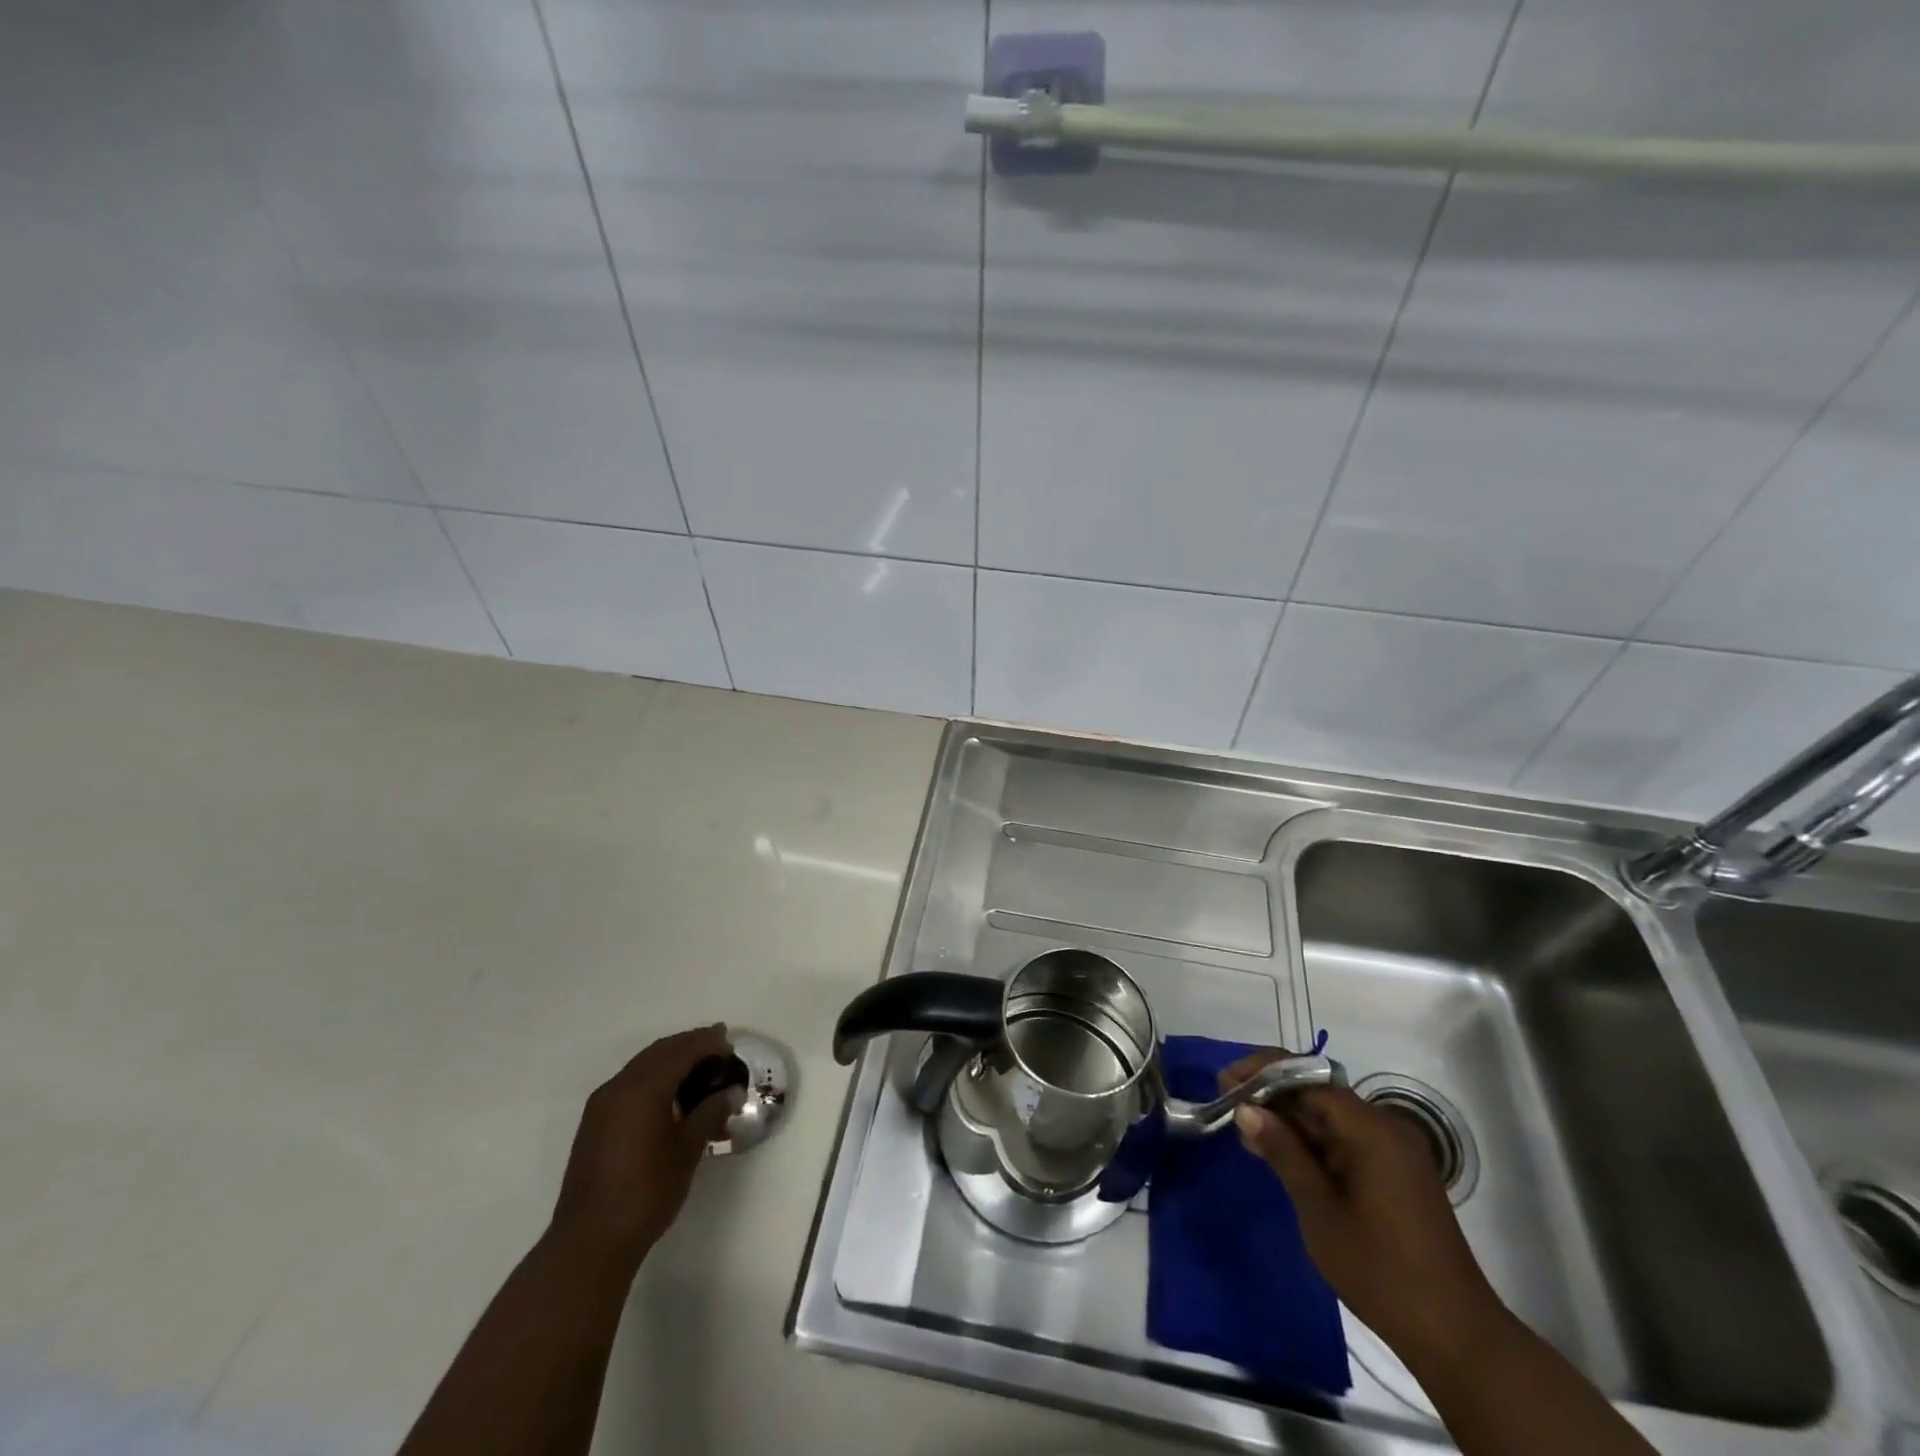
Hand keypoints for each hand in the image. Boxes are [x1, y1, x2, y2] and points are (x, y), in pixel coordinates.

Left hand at [550, 1024, 739, 1266]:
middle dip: (689, 1045)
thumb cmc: (646, 1191)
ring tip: (699, 1070)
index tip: (730, 1043)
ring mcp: (601, 1105)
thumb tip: (732, 1092)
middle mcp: (618, 1087)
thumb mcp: (687, 1150)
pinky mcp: (594, 1124)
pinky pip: (629, 1084)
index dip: (707, 1043)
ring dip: (671, 1060)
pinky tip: (670, 1096)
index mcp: (643, 1088)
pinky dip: (653, 1078)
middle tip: (718, 1047)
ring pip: (642, 1066)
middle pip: (659, 1052)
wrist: (590, 1241)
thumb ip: (710, 1113)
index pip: (681, 1051)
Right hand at [1223, 1051, 1509, 1370]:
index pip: (1306, 1078)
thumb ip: (1283, 1151)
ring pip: (1329, 1116)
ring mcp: (1393, 1150)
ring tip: (1246, 1135)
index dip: (1261, 1075)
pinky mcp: (1394, 1172)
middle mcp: (1385, 1127)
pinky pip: (1344, 1139)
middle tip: (1228, 1109)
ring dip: (1288, 1120)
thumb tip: (1246, 1108)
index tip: (1224, 1085)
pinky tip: (1281, 1156)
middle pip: (1317, 1092)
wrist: (1455, 1336)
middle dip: (1271, 1096)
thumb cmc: (1380, 1270)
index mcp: (1371, 1129)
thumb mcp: (1319, 1209)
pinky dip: (1311, 1142)